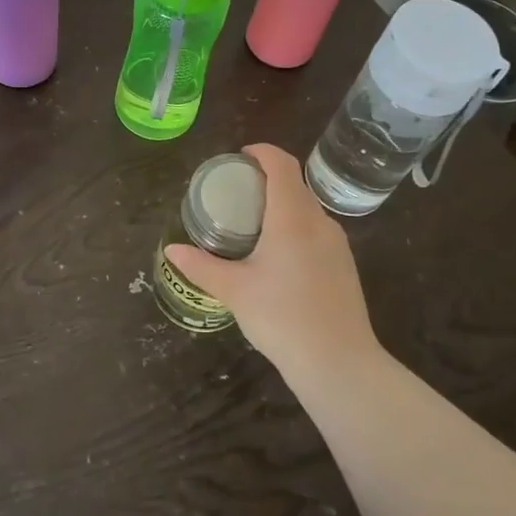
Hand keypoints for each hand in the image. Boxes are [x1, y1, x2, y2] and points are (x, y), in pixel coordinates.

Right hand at [165, 143, 379, 383]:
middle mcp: (319, 221)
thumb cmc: (282, 317)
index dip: (262, 152)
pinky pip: (317, 230)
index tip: (241, 156)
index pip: (282, 165)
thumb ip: (201, 266)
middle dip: (268, 178)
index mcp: (292, 217)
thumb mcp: (234, 290)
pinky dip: (296, 226)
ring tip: (254, 221)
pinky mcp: (344, 265)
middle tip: (237, 190)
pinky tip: (278, 255)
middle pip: (295, 184)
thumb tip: (171, 250)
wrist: (339, 363)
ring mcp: (337, 244)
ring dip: (283, 203)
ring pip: (308, 208)